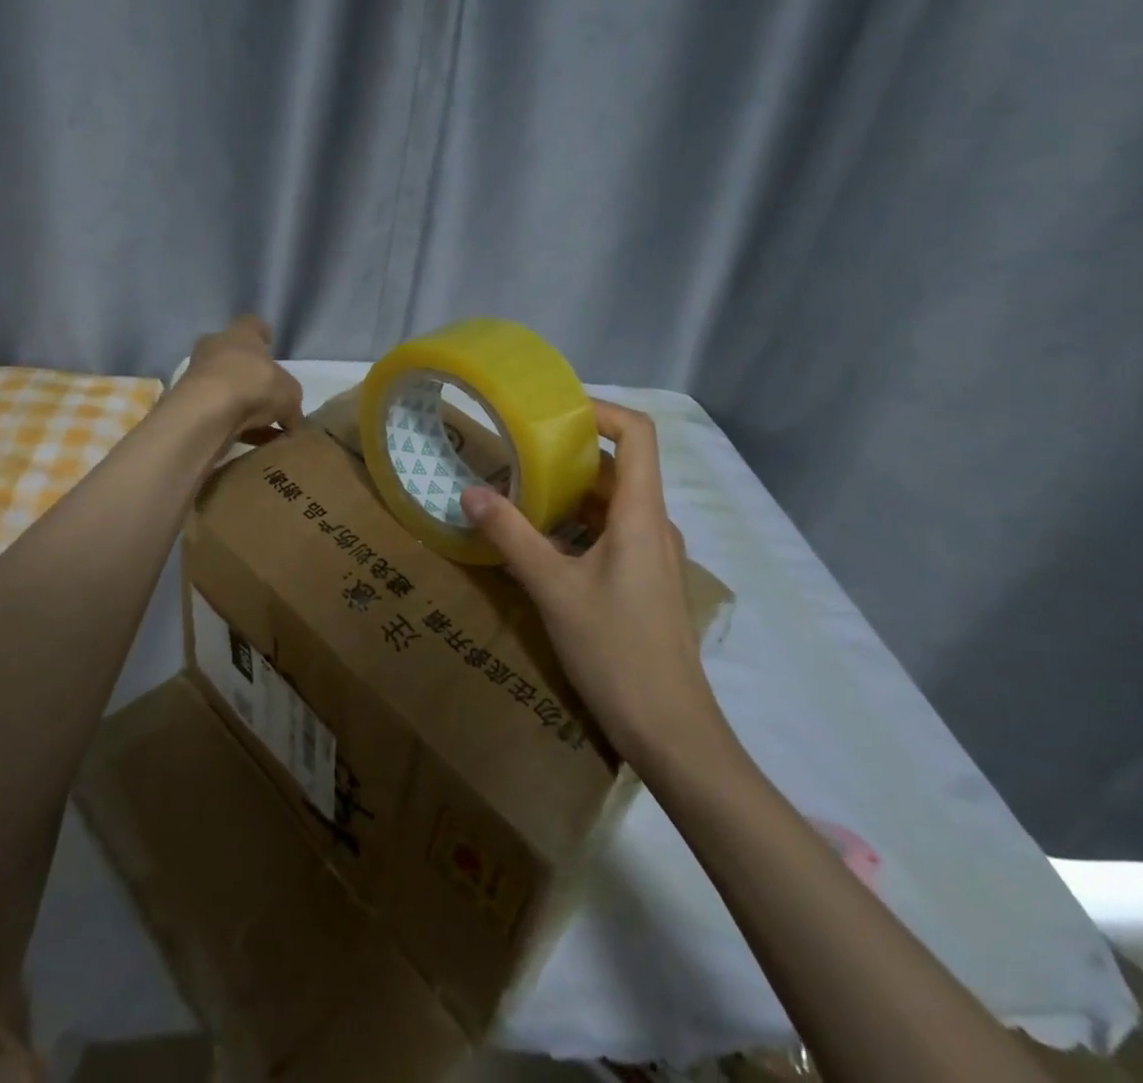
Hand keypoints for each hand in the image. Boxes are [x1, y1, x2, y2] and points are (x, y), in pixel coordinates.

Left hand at [172, 315, 304, 445]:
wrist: (207, 412)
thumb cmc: (254, 385)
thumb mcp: (290, 394)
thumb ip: (292, 403)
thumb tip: (292, 419)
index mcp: (241, 334)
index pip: (252, 325)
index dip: (262, 334)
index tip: (270, 344)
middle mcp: (215, 348)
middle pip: (233, 354)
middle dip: (248, 370)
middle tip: (266, 388)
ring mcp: (198, 375)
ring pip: (224, 385)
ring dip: (240, 400)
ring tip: (262, 423)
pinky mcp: (189, 403)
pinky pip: (217, 411)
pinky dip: (233, 424)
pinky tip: (251, 441)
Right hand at [459, 400, 724, 762]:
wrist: (672, 732)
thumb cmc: (617, 651)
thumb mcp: (554, 589)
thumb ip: (511, 536)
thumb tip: (470, 492)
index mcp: (642, 514)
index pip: (637, 433)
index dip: (600, 409)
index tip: (552, 410)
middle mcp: (654, 525)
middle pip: (619, 465)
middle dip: (569, 451)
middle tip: (517, 449)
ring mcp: (654, 556)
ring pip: (613, 502)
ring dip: (570, 491)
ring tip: (519, 490)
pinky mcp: (646, 582)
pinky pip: (612, 533)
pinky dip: (578, 523)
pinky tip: (541, 541)